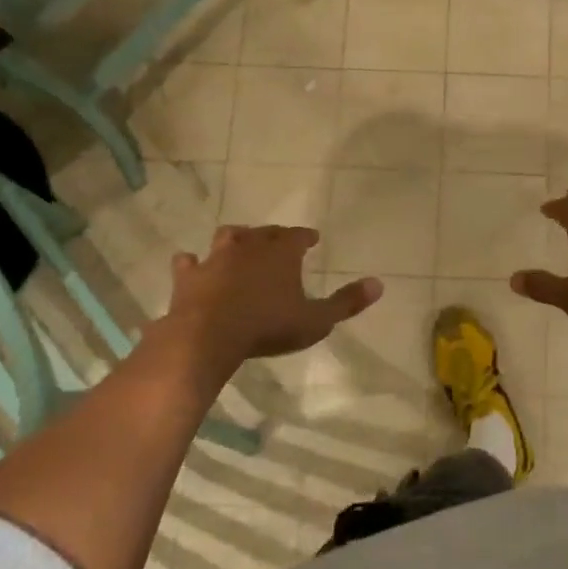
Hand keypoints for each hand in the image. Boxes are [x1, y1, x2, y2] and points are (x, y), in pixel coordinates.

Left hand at [165, 225, 381, 367]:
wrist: (209, 336)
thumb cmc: (268, 326)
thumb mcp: (316, 320)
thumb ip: (347, 303)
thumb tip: (379, 284)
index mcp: (281, 253)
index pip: (297, 235)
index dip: (305, 236)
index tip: (312, 239)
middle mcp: (248, 246)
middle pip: (264, 232)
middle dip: (274, 235)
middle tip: (280, 241)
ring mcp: (215, 258)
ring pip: (227, 238)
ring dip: (236, 239)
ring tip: (240, 243)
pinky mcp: (188, 276)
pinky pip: (188, 262)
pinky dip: (193, 263)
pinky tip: (192, 265)